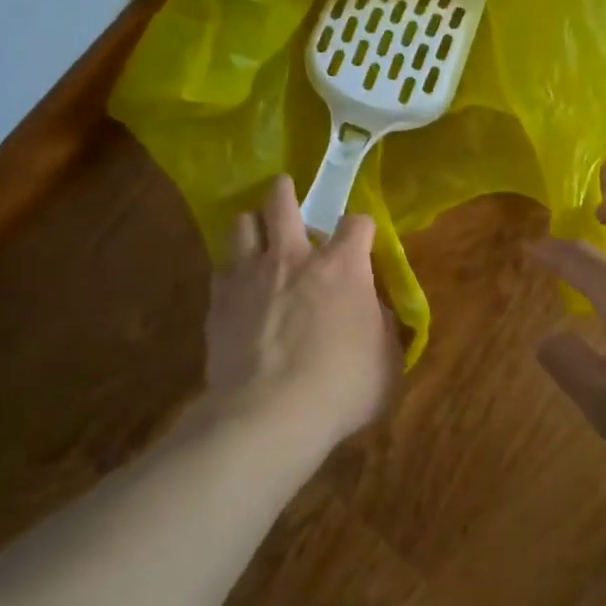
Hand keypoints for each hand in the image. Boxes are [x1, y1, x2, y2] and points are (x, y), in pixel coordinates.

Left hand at [202, 175, 399, 448]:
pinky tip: (235, 286)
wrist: (269, 414)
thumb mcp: (386, 362)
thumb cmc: (341, 387)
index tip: (362, 239)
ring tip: (256, 235)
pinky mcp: (218, 300)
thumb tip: (376, 312)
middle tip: (285, 193)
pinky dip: (230, 271)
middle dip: (285, 192)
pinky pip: (220, 268)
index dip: (361, 228)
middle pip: (282, 201)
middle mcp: (293, 257)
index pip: (357, 223)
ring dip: (251, 225)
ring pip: (241, 224)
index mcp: (342, 267)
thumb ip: (384, 328)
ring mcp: (250, 274)